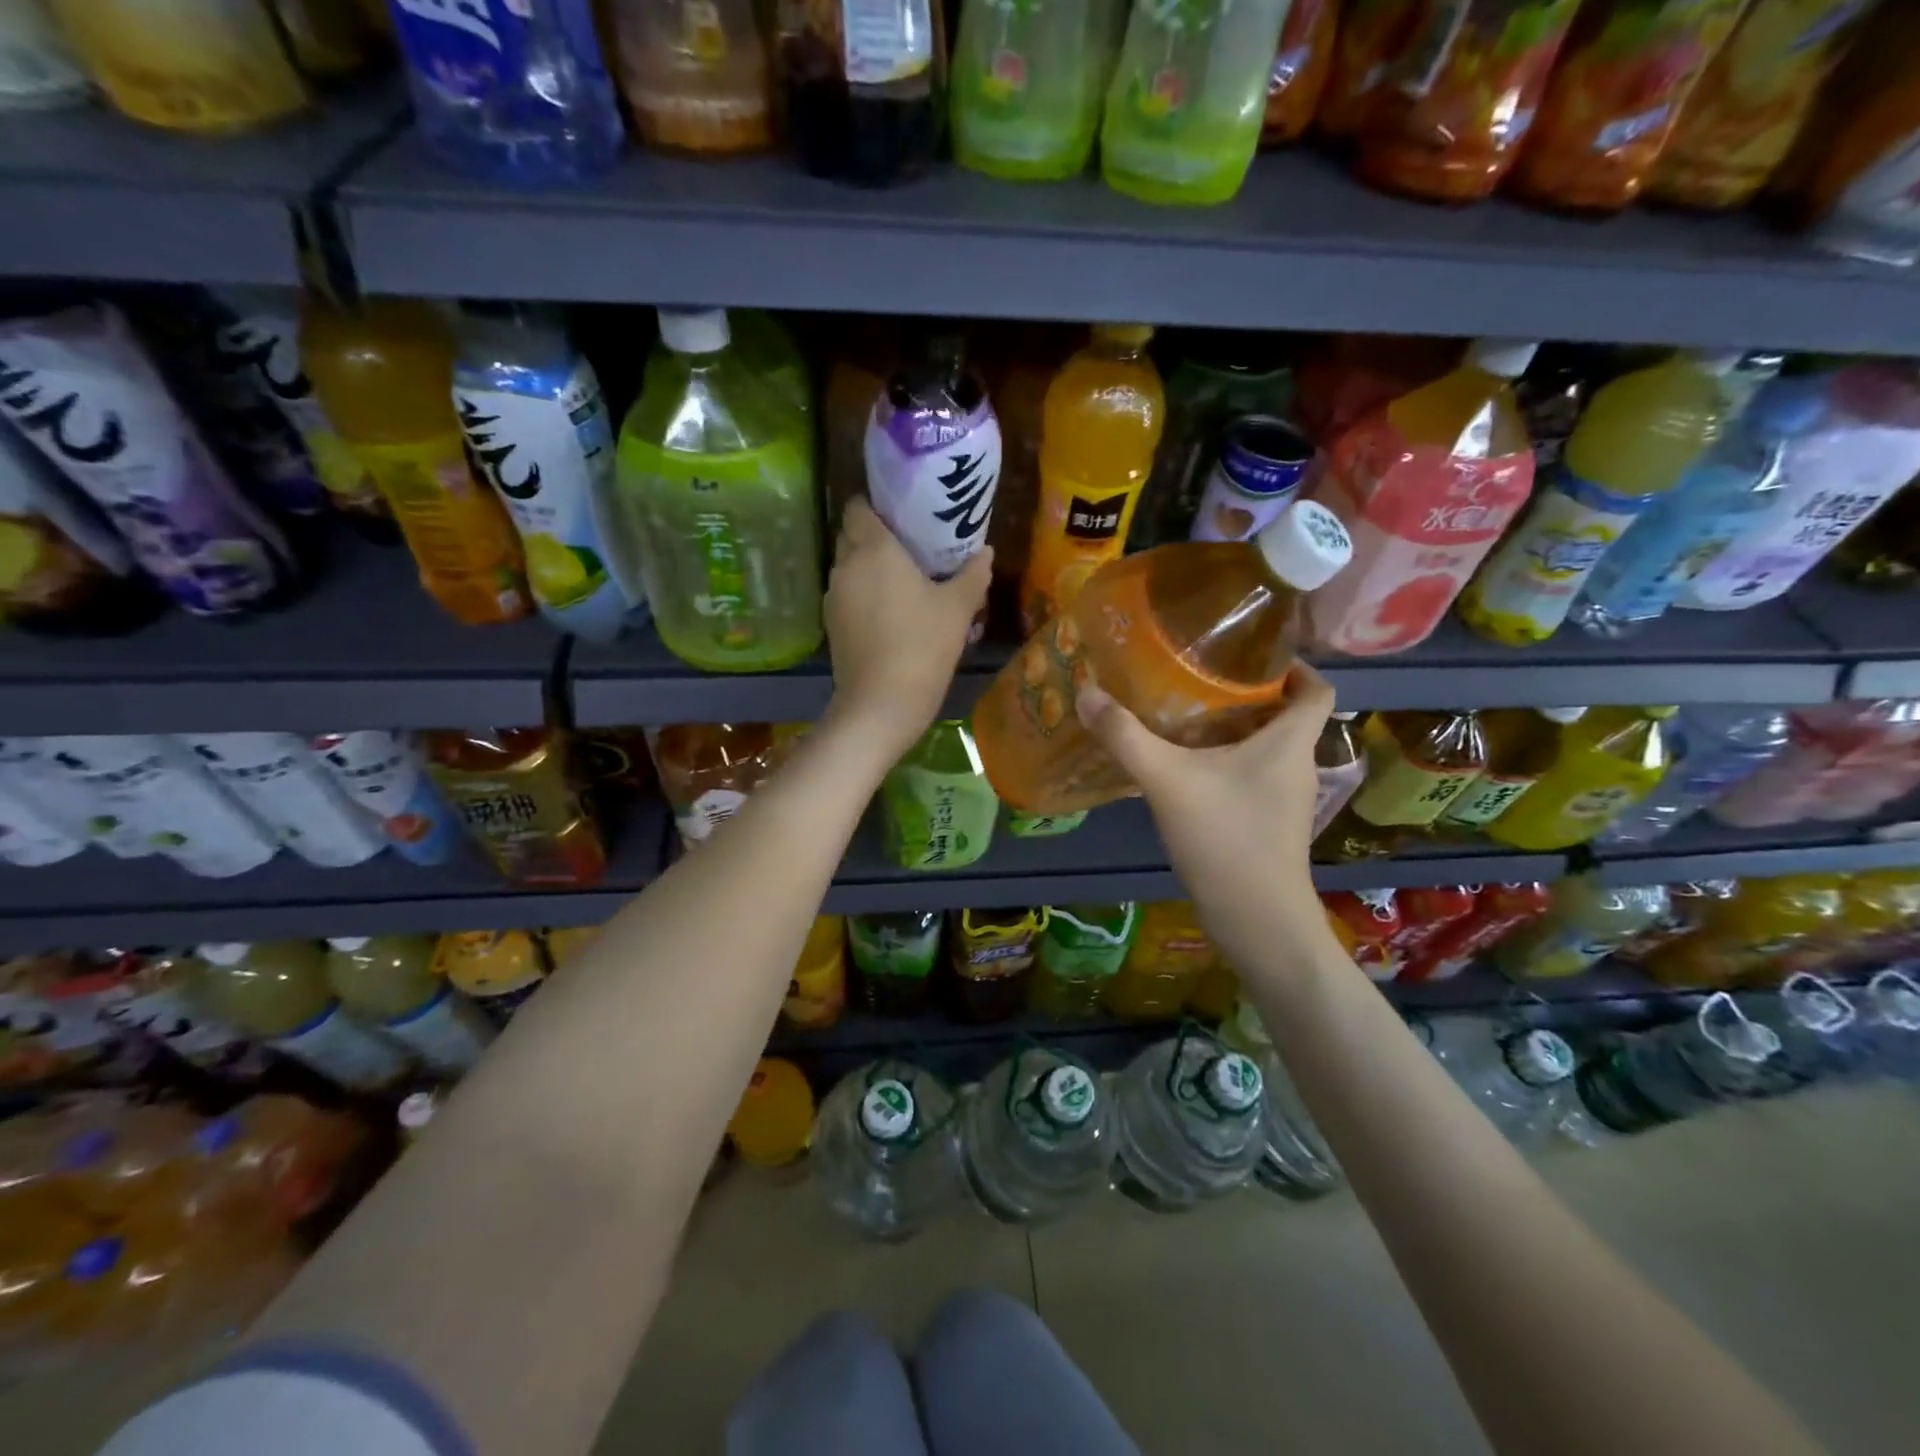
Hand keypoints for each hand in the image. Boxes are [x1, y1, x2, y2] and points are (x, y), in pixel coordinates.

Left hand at [824, 497, 991, 762]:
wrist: (881, 704)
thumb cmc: (923, 646)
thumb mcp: (958, 609)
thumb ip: (973, 574)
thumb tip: (986, 552)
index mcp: (874, 549)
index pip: (858, 507)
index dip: (875, 504)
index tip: (900, 513)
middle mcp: (846, 565)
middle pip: (851, 535)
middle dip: (873, 535)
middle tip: (908, 546)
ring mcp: (834, 597)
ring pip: (847, 567)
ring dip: (867, 568)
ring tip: (901, 580)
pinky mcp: (831, 625)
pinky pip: (846, 595)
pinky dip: (862, 595)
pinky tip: (888, 612)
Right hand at [1075, 664, 1337, 959]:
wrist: (1256, 921)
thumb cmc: (1226, 839)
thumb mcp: (1167, 780)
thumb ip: (1125, 736)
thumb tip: (1087, 692)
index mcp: (1290, 742)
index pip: (1316, 689)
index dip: (1293, 666)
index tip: (1251, 654)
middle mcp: (1296, 766)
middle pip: (1285, 716)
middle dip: (1247, 694)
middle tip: (1198, 678)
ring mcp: (1285, 800)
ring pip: (1265, 749)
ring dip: (1233, 731)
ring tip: (1184, 717)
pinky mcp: (1268, 825)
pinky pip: (1251, 778)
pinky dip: (1225, 764)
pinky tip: (1184, 770)